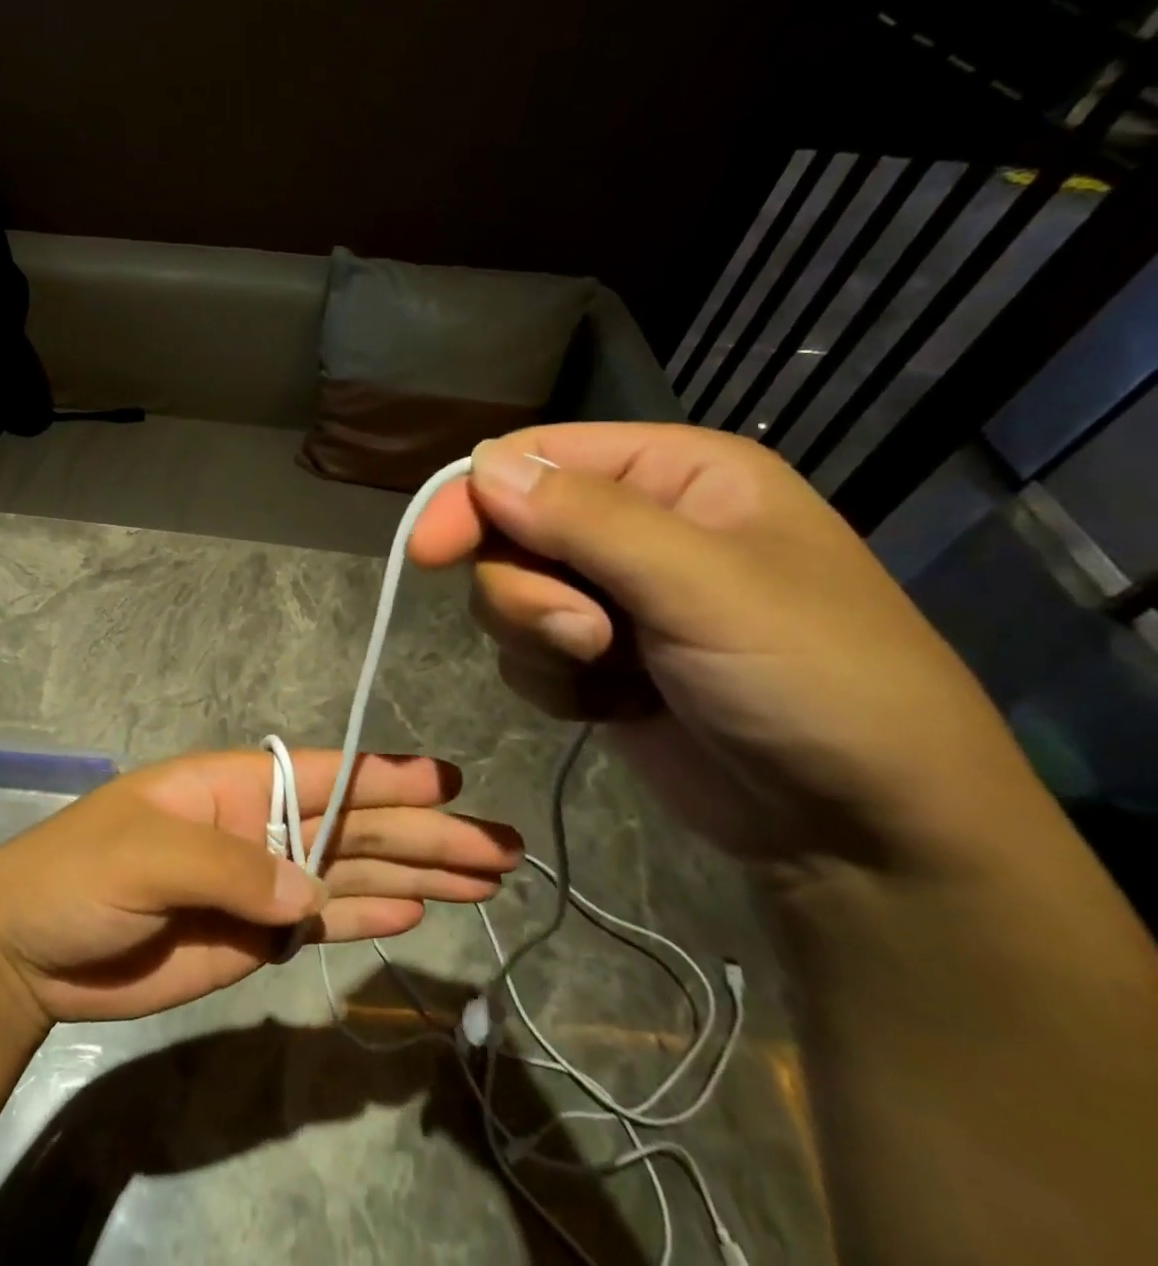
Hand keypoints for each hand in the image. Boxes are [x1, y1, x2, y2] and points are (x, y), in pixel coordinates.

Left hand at [0, 749, 521, 1024]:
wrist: (30, 949)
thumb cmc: (78, 875)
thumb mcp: (145, 854)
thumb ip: (230, 867)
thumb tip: (308, 892)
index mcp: (234, 786)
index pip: (326, 775)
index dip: (388, 778)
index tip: (451, 782)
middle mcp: (260, 826)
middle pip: (356, 826)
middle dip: (427, 833)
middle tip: (502, 847)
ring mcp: (262, 882)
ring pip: (353, 872)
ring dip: (417, 874)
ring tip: (484, 880)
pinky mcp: (256, 936)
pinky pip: (325, 919)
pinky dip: (370, 915)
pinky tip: (418, 911)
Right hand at [407, 423, 1036, 876]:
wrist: (861, 833)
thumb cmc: (813, 682)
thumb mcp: (704, 587)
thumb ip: (587, 518)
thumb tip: (482, 464)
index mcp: (672, 474)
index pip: (535, 458)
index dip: (474, 497)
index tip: (429, 552)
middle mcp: (634, 524)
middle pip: (508, 529)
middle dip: (526, 591)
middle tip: (582, 637)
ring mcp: (611, 596)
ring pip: (507, 594)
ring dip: (538, 639)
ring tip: (607, 674)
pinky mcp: (594, 659)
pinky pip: (523, 651)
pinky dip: (551, 682)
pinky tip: (609, 705)